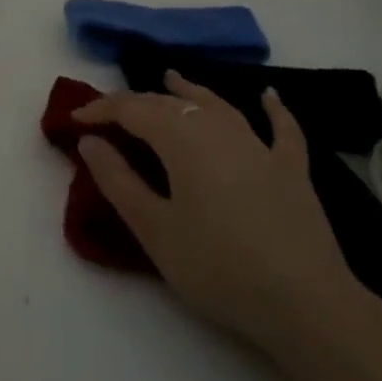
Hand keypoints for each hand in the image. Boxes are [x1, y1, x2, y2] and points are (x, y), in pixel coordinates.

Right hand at [72, 72, 359, 352]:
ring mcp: (260, 146)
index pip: (132, 110)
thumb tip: (89, 141)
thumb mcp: (155, 230)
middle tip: (110, 114)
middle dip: (136, 103)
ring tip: (171, 77)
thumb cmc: (219, 268)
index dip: (100, 110)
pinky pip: (281, 129)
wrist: (307, 304)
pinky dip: (273, 109)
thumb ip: (118, 181)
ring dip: (191, 90)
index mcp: (182, 140)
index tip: (74, 121)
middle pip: (171, 104)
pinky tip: (270, 96)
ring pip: (218, 105)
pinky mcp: (291, 169)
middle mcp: (219, 129)